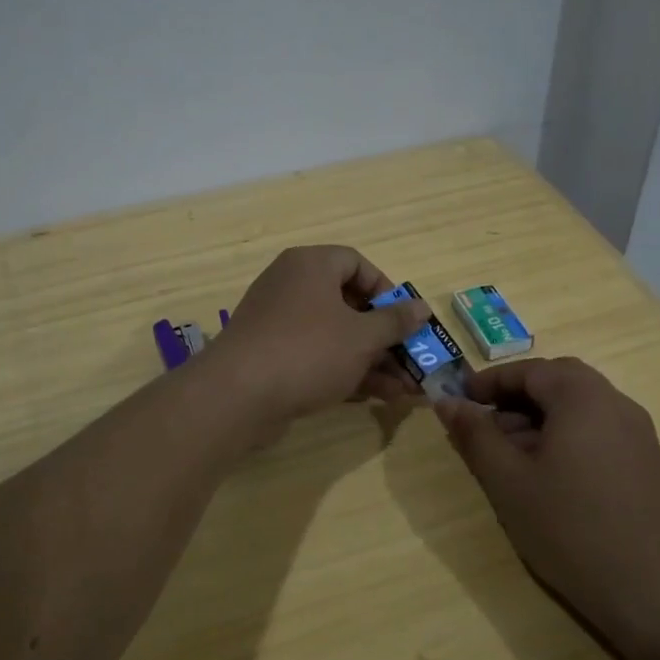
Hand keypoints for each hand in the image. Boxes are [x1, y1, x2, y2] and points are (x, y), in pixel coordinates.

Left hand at [208, 246, 429, 425]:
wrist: (238, 395)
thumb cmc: (308, 351)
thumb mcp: (361, 337)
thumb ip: (395, 322)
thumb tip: (422, 308)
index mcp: (310, 266)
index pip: (356, 263)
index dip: (386, 289)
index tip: (404, 318)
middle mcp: (291, 286)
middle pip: (348, 303)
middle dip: (384, 336)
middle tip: (411, 360)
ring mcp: (278, 323)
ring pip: (335, 335)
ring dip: (372, 360)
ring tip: (405, 389)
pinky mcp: (271, 356)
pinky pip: (316, 355)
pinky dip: (345, 371)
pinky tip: (376, 396)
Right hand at [434, 358, 659, 643]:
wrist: (651, 591)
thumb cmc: (569, 528)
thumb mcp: (508, 481)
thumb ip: (475, 435)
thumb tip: (446, 402)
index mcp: (582, 398)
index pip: (530, 370)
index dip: (490, 381)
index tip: (460, 400)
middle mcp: (615, 403)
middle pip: (558, 381)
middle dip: (516, 396)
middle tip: (485, 424)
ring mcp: (637, 433)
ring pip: (579, 406)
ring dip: (540, 417)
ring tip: (509, 455)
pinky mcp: (645, 462)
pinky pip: (598, 429)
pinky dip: (565, 434)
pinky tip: (546, 475)